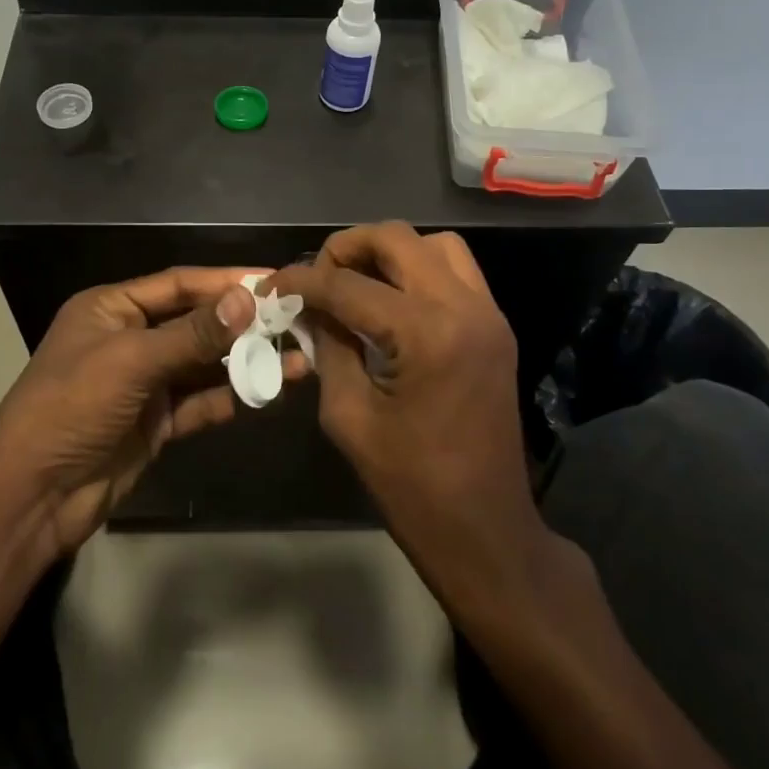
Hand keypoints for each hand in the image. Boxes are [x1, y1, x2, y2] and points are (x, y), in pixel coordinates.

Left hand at [0, 268, 273, 553]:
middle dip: (242, 324)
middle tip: (293, 321)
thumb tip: (247, 300)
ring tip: (296, 362)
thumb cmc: (72, 407)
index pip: (179, 284)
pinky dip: (229, 397)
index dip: (226, 281)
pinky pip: (199, 402)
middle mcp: (129, 338)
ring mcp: (143, 382)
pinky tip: (266, 394)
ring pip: (202, 365)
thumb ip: (192, 334)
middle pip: (195, 323)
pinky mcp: (155, 422)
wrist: (33, 497)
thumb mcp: (131, 361)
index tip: (273, 281)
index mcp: (111, 309)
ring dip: (243, 363)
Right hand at [266, 223, 550, 605]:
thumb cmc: (410, 485)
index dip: (302, 280)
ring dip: (390, 252)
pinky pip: (457, 271)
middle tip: (316, 276)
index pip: (348, 284)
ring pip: (434, 244)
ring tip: (357, 282)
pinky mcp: (496, 327)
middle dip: (346, 247)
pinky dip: (420, 270)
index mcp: (425, 334)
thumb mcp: (348, 415)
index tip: (271, 286)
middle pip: (396, 238)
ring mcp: (488, 314)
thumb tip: (311, 309)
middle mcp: (463, 307)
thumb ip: (328, 348)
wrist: (485, 529)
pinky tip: (392, 302)